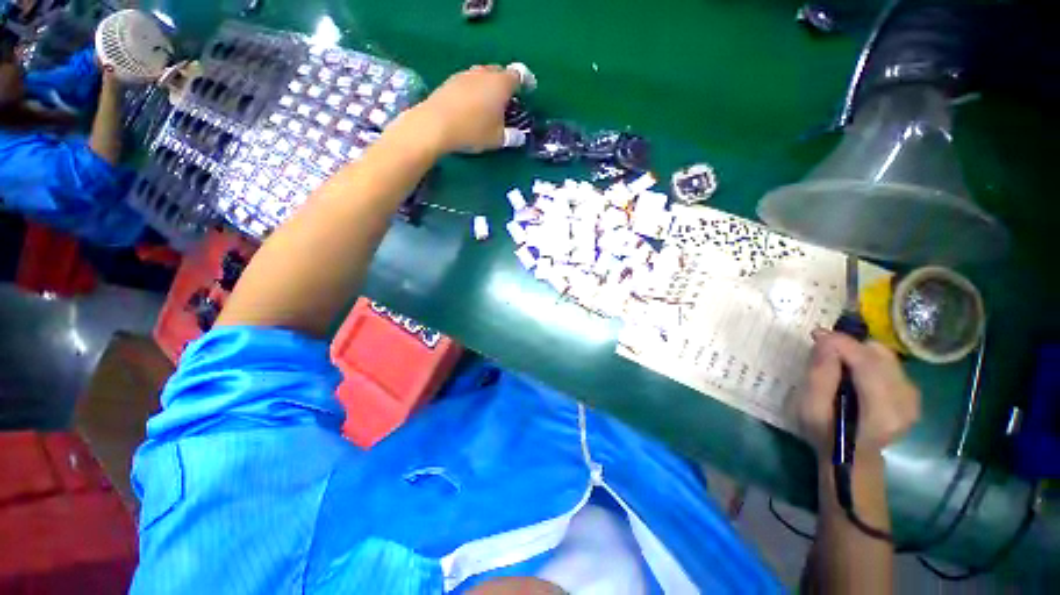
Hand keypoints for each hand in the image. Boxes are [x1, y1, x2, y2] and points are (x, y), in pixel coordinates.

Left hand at [404, 64, 519, 154]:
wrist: (435, 124)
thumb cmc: (474, 130)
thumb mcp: (497, 139)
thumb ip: (512, 137)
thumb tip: (519, 137)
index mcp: (501, 84)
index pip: (519, 76)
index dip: (526, 82)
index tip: (529, 91)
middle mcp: (484, 73)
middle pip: (499, 72)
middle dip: (506, 84)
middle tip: (508, 101)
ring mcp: (465, 75)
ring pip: (482, 76)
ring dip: (488, 86)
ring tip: (489, 104)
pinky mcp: (450, 81)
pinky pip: (469, 82)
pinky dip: (474, 91)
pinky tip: (472, 106)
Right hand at [794, 329, 920, 459]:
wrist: (852, 457)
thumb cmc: (825, 434)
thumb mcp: (811, 409)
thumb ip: (820, 376)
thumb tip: (826, 341)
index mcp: (882, 411)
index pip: (868, 364)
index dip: (842, 344)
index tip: (817, 333)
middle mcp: (906, 402)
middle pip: (879, 357)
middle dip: (849, 347)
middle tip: (824, 349)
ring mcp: (913, 398)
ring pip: (885, 357)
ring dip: (859, 353)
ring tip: (837, 361)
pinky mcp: (912, 393)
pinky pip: (890, 364)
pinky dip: (869, 360)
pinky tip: (854, 371)